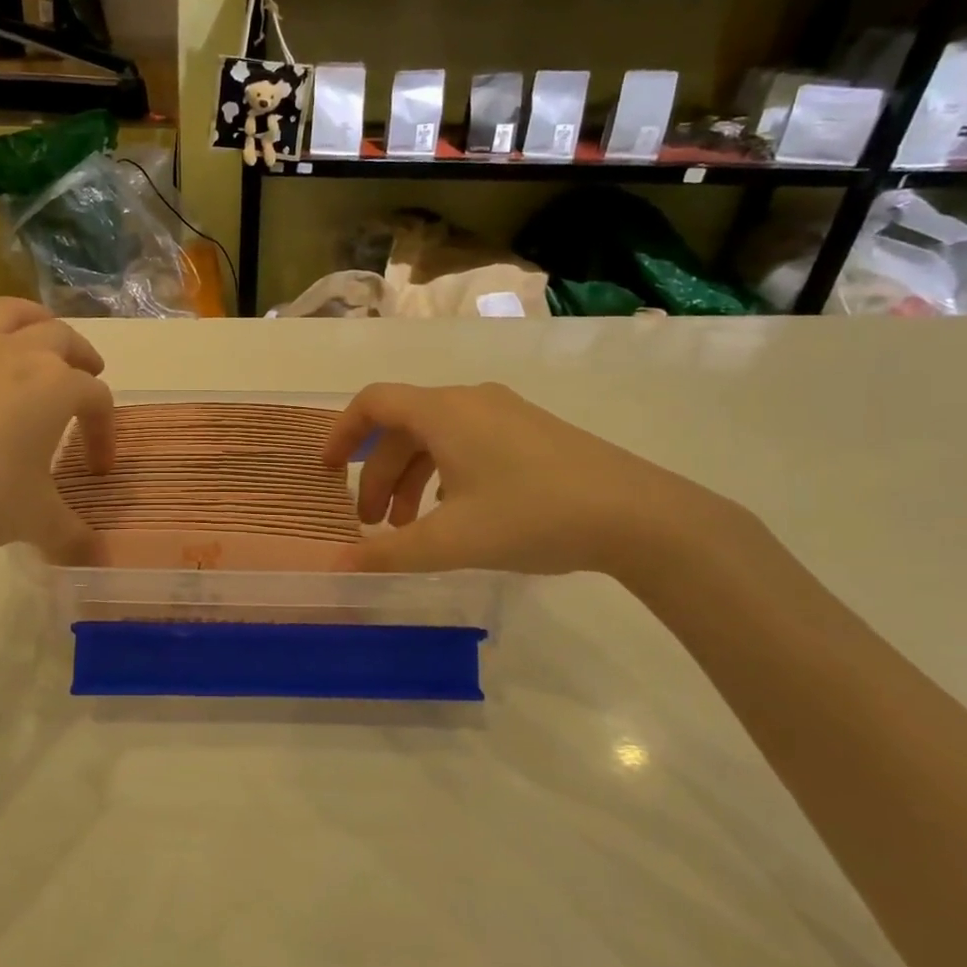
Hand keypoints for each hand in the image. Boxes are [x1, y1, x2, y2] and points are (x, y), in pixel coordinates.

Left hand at [0, 300, 115, 563]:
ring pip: (11, 314)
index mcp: (55, 386)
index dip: (105, 432)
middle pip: (63, 338)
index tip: (98, 468)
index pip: (97, 399)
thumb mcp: (34, 521)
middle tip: (88, 376)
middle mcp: (18, 355)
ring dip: (35, 321)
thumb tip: (95, 559)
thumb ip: (71, 537)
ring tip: (41, 340)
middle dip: (83, 357)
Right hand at [323, 383, 730, 578]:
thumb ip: (389, 552)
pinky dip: (444, 476)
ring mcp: (505, 414)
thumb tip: (337, 565)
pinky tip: (455, 516)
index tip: (328, 470)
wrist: (638, 515)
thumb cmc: (532, 516)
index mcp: (444, 412)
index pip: (373, 403)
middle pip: (404, 429)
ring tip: (410, 530)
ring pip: (437, 439)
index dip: (342, 432)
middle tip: (372, 525)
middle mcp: (470, 401)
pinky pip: (468, 443)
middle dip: (379, 476)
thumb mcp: (452, 541)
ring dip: (412, 480)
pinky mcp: (531, 432)